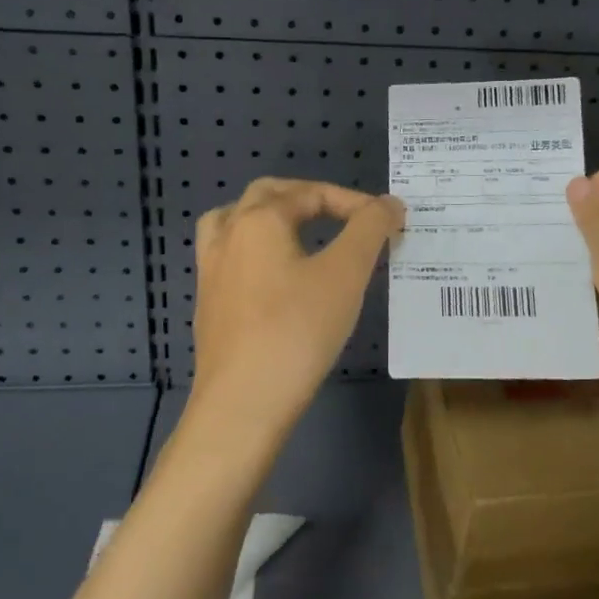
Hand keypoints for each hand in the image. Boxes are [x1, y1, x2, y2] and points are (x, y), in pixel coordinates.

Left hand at [190, 178, 404, 443]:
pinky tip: (274, 277)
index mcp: (259, 220)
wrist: (242, 405)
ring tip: (296, 231)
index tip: (388, 223)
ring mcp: (211, 271)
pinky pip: (228, 256)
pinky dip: (253, 249)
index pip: (312, 193)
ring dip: (268, 216)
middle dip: (308, 197)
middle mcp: (228, 236)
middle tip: (342, 215)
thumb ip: (370, 229)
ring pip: (234, 221)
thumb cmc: (297, 331)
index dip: (354, 202)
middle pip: (266, 194)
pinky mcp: (208, 305)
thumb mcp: (346, 274)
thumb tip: (389, 203)